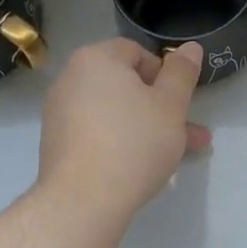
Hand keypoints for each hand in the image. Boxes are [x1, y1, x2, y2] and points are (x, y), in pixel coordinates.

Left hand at [38, 38, 210, 221]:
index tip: (179, 103)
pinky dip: (120, 141)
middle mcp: (71, 78)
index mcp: (97, 58)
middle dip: (161, 107)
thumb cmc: (133, 143)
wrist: (82, 200)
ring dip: (146, 127)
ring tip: (175, 155)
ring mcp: (59, 111)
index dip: (165, 75)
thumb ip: (182, 73)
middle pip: (125, 84)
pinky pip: (97, 132)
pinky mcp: (56, 142)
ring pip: (114, 112)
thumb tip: (190, 47)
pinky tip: (141, 166)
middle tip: (188, 133)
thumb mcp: (171, 105)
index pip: (137, 52)